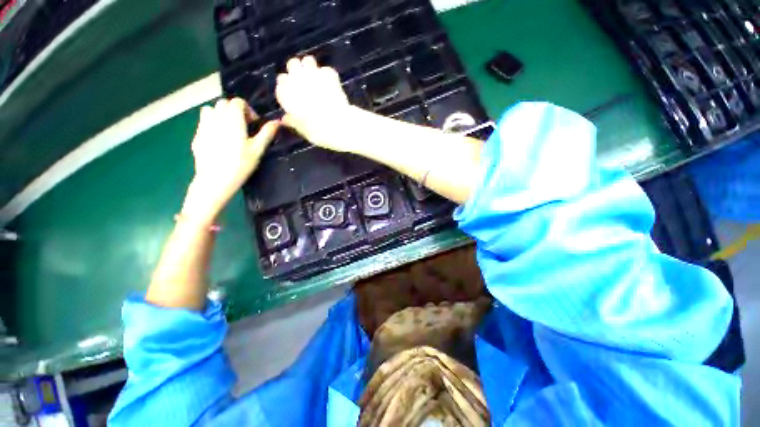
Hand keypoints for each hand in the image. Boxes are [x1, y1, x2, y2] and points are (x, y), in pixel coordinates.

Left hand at [182, 98, 278, 224]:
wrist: (215, 180)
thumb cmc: (240, 165)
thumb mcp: (257, 150)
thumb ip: (266, 133)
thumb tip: (277, 121)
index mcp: (233, 120)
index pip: (237, 102)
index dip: (248, 109)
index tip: (254, 123)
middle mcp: (216, 118)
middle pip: (223, 103)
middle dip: (234, 110)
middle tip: (244, 127)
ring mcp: (203, 127)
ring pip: (210, 110)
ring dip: (220, 114)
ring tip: (229, 130)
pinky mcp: (197, 136)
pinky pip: (203, 123)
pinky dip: (212, 124)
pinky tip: (219, 140)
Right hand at [275, 56, 352, 151]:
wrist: (339, 125)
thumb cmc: (318, 132)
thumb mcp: (303, 130)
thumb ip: (293, 122)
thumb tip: (284, 120)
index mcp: (287, 93)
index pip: (281, 81)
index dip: (288, 86)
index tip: (293, 92)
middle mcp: (297, 79)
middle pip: (292, 64)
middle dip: (298, 71)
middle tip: (305, 82)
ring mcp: (313, 74)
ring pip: (308, 61)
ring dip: (311, 68)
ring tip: (318, 79)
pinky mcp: (329, 74)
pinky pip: (326, 70)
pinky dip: (328, 76)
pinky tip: (331, 85)